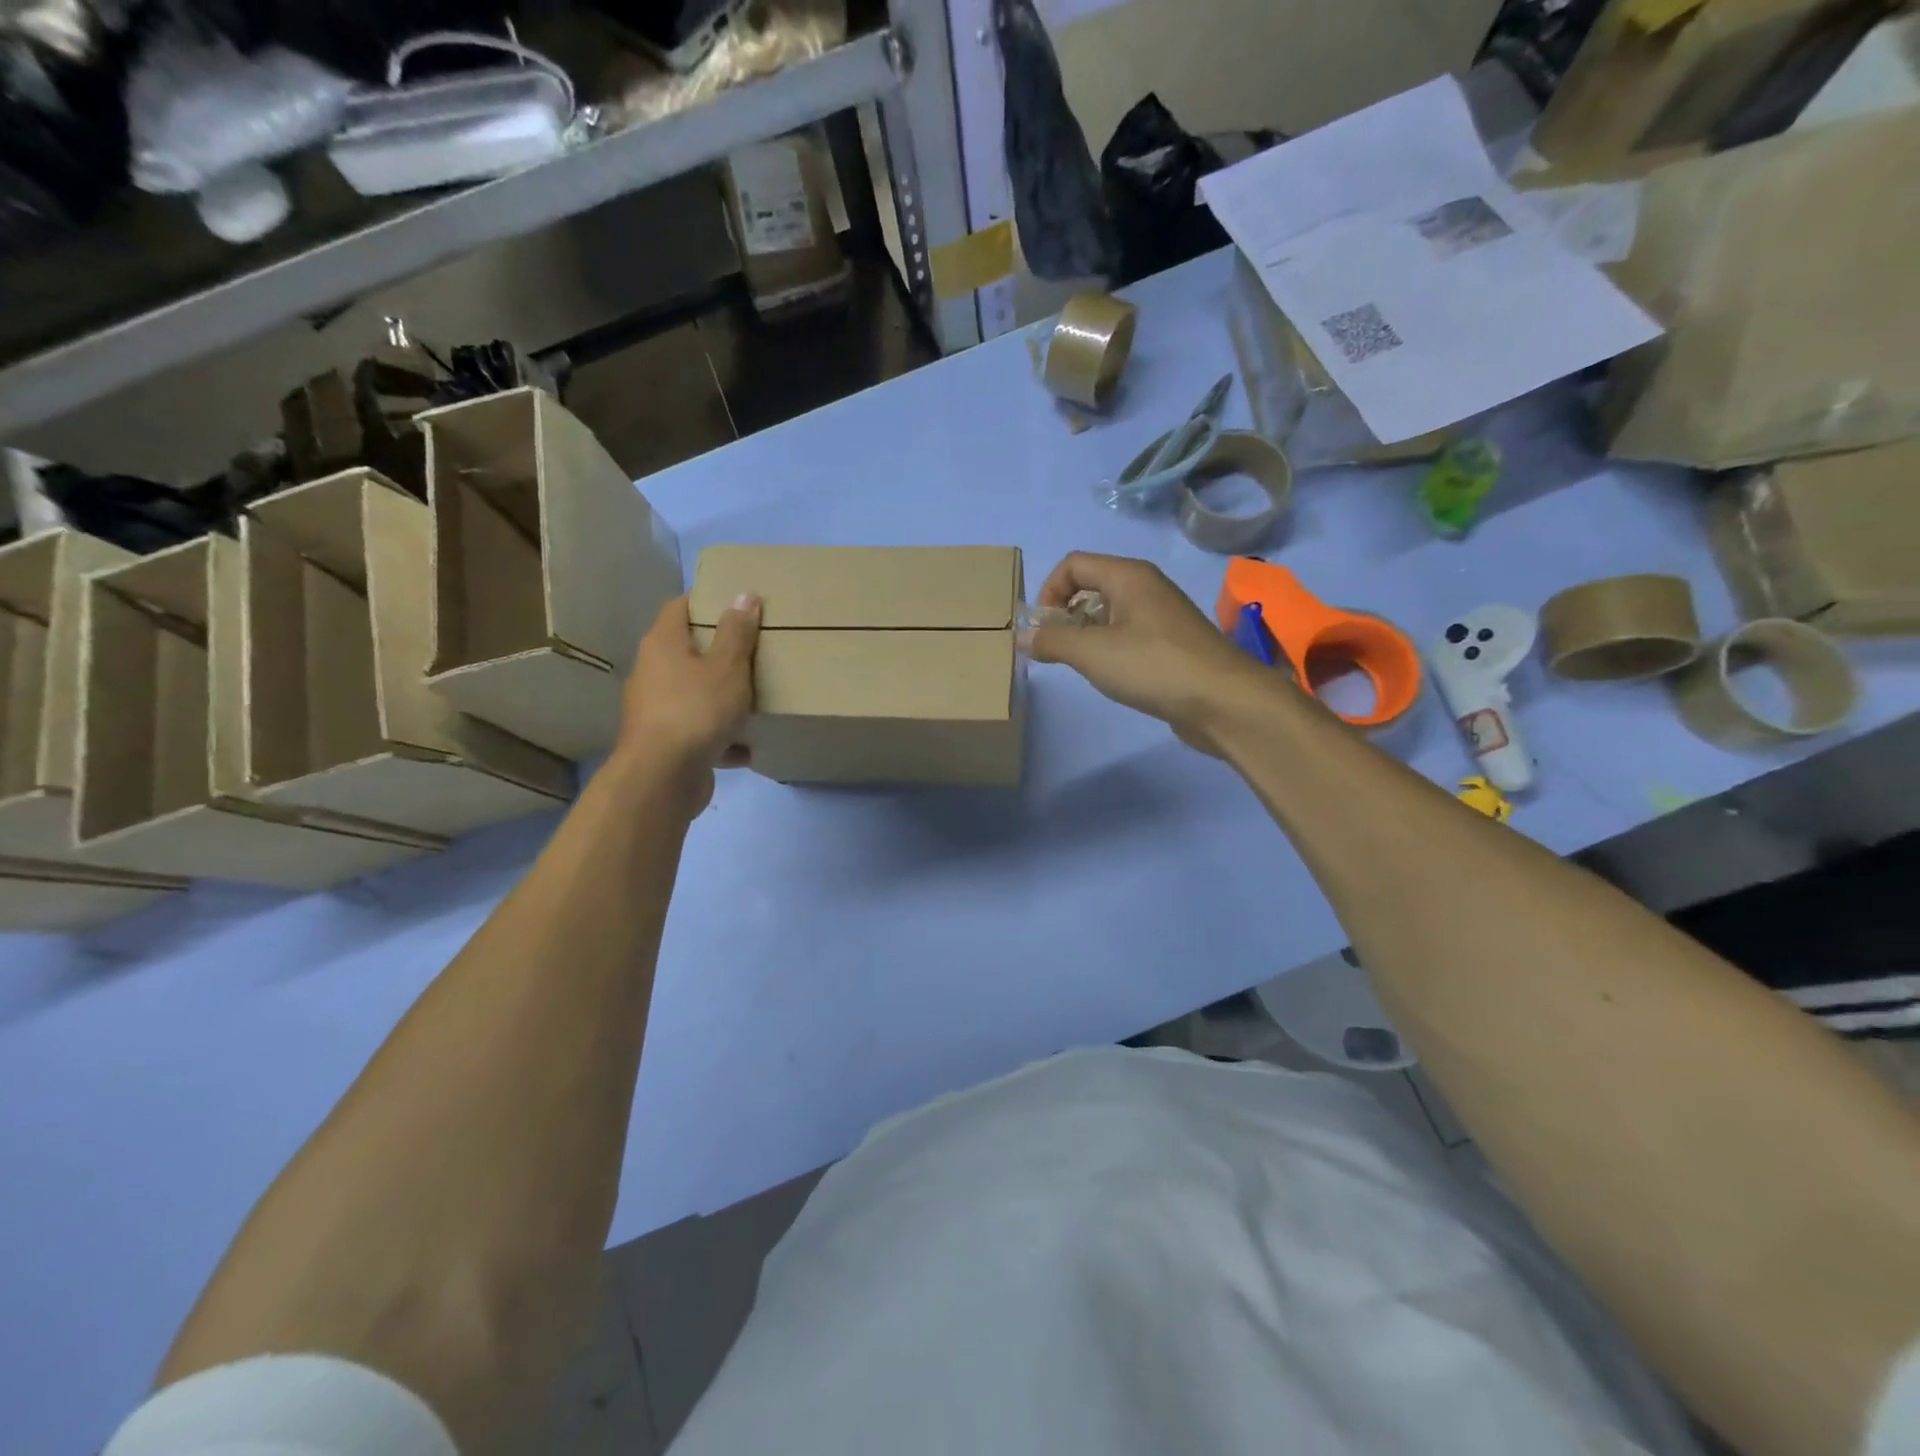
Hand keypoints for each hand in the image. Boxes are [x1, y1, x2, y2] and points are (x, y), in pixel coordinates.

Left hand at [616, 593, 761, 809]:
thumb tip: (744, 594)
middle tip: (755, 648)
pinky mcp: (666, 744)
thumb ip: (737, 632)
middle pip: (686, 651)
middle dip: (719, 651)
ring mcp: (656, 710)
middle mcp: (652, 672)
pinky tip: (747, 747)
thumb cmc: (696, 710)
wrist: (663, 777)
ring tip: (755, 698)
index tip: (736, 603)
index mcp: (663, 645)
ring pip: (694, 694)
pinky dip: (721, 738)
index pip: (679, 607)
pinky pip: (699, 732)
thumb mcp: (727, 667)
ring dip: (721, 697)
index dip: (706, 601)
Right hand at [1022, 552, 1280, 754]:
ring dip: (1086, 634)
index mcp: (1128, 576)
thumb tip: (1022, 637)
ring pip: (1110, 613)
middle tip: (1055, 649)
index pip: (1074, 564)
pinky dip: (1109, 648)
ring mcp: (1162, 616)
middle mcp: (1146, 587)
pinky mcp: (1171, 644)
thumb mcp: (1092, 653)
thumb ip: (1052, 641)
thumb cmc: (1153, 666)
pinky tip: (1110, 675)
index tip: (1041, 629)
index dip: (1048, 591)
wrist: (1223, 701)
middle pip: (1091, 585)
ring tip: (1079, 664)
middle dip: (1065, 614)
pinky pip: (1128, 634)